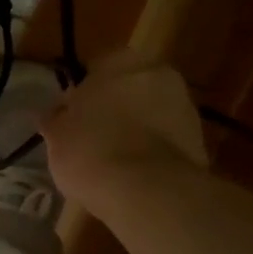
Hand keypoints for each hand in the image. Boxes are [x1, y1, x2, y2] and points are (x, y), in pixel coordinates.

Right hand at [41, 49, 206, 208]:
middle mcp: (157, 74)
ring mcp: (183, 106)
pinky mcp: (199, 140)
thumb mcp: (57, 135)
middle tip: (94, 135)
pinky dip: (152, 150)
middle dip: (116, 107)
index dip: (84, 91)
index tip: (73, 114)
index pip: (98, 67)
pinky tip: (134, 173)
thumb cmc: (91, 150)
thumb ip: (56, 119)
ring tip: (114, 159)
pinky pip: (166, 139)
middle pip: (130, 87)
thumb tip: (53, 114)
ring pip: (151, 113)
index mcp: (121, 61)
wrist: (147, 192)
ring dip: (137, 128)